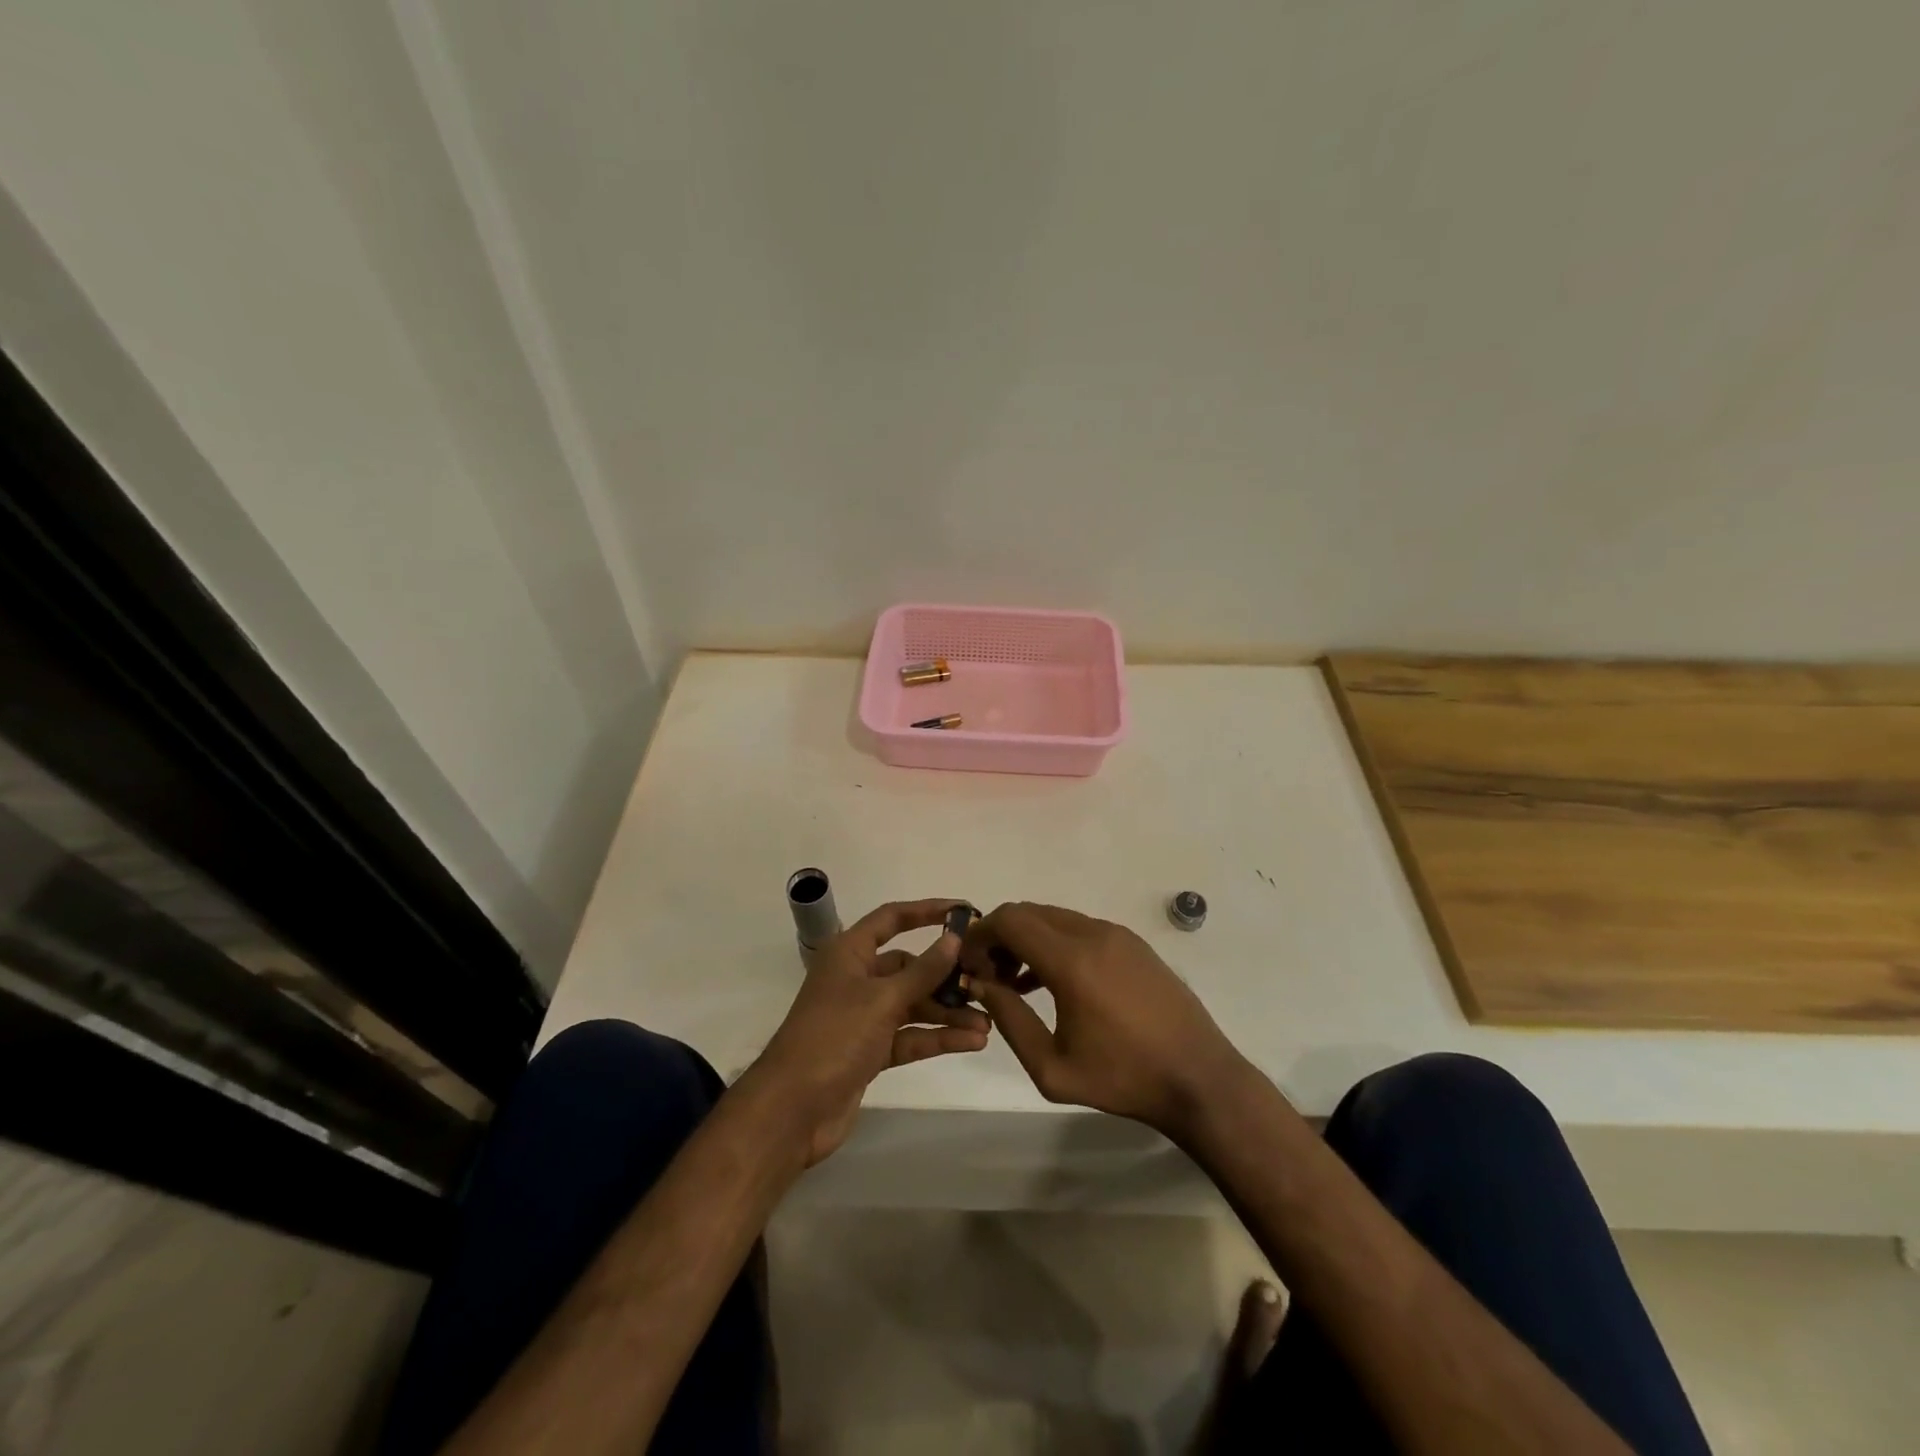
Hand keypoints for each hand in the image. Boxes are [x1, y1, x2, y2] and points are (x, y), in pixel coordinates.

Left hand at [746, 899, 989, 1165]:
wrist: (792, 1110)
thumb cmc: (834, 1038)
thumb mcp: (882, 999)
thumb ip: (922, 971)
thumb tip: (954, 938)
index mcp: (849, 953)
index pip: (892, 919)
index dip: (927, 911)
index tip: (965, 911)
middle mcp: (857, 979)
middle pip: (909, 967)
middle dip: (945, 976)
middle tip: (985, 981)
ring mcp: (863, 1017)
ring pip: (913, 1005)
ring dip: (947, 1012)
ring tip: (987, 1022)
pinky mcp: (871, 1051)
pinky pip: (910, 1036)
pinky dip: (937, 1038)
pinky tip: (972, 1042)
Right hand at [961, 902, 1250, 1139]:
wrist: (1199, 1078)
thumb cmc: (1123, 1079)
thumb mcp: (1052, 1067)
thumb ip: (1010, 1019)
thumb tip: (980, 985)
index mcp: (1072, 961)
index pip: (1010, 921)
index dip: (980, 935)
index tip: (968, 964)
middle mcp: (1093, 934)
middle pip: (1030, 913)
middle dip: (1000, 936)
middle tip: (988, 975)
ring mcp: (1117, 934)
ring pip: (1055, 918)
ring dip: (1027, 939)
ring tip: (1015, 983)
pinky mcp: (1134, 943)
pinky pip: (1080, 929)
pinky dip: (1055, 943)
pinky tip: (1051, 982)